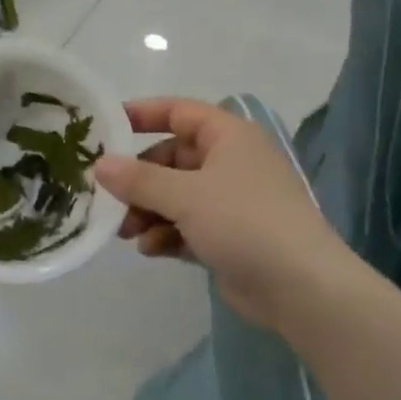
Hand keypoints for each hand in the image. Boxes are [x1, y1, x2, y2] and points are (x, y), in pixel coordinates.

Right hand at [93, 97, 354, 332]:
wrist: (301, 287)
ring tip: (126, 232)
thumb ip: (138, 179)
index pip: (179, 112)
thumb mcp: (185, 195)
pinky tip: (150, 250)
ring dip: (149, 211)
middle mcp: (230, 163)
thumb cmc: (243, 221)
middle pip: (172, 159)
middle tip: (108, 197)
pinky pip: (187, 226)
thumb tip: (99, 165)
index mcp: (228, 136)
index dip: (142, 114)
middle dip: (139, 179)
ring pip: (176, 196)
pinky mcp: (229, 237)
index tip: (106, 127)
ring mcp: (231, 202)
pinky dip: (167, 233)